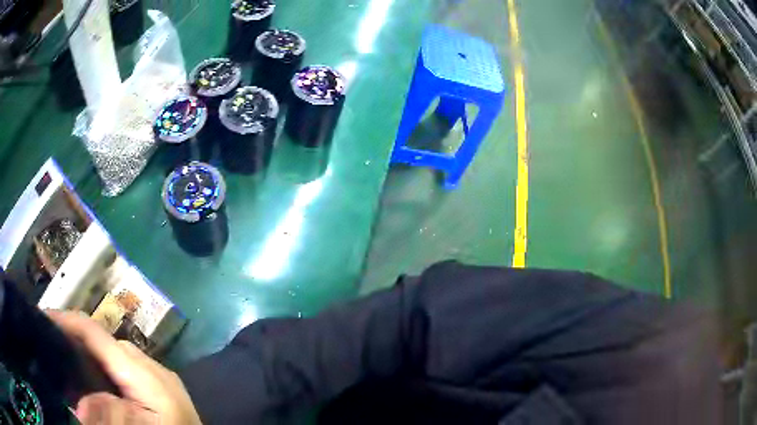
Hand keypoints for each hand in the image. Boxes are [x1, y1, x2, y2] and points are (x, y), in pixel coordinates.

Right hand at [46, 310, 201, 424]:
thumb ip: (112, 415)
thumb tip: (80, 405)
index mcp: (144, 372)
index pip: (97, 333)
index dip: (67, 321)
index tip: (44, 318)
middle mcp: (152, 366)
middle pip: (106, 342)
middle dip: (78, 339)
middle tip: (56, 348)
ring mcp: (160, 376)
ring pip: (116, 354)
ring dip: (93, 355)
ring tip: (72, 363)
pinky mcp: (162, 388)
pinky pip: (128, 368)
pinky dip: (109, 369)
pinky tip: (100, 382)